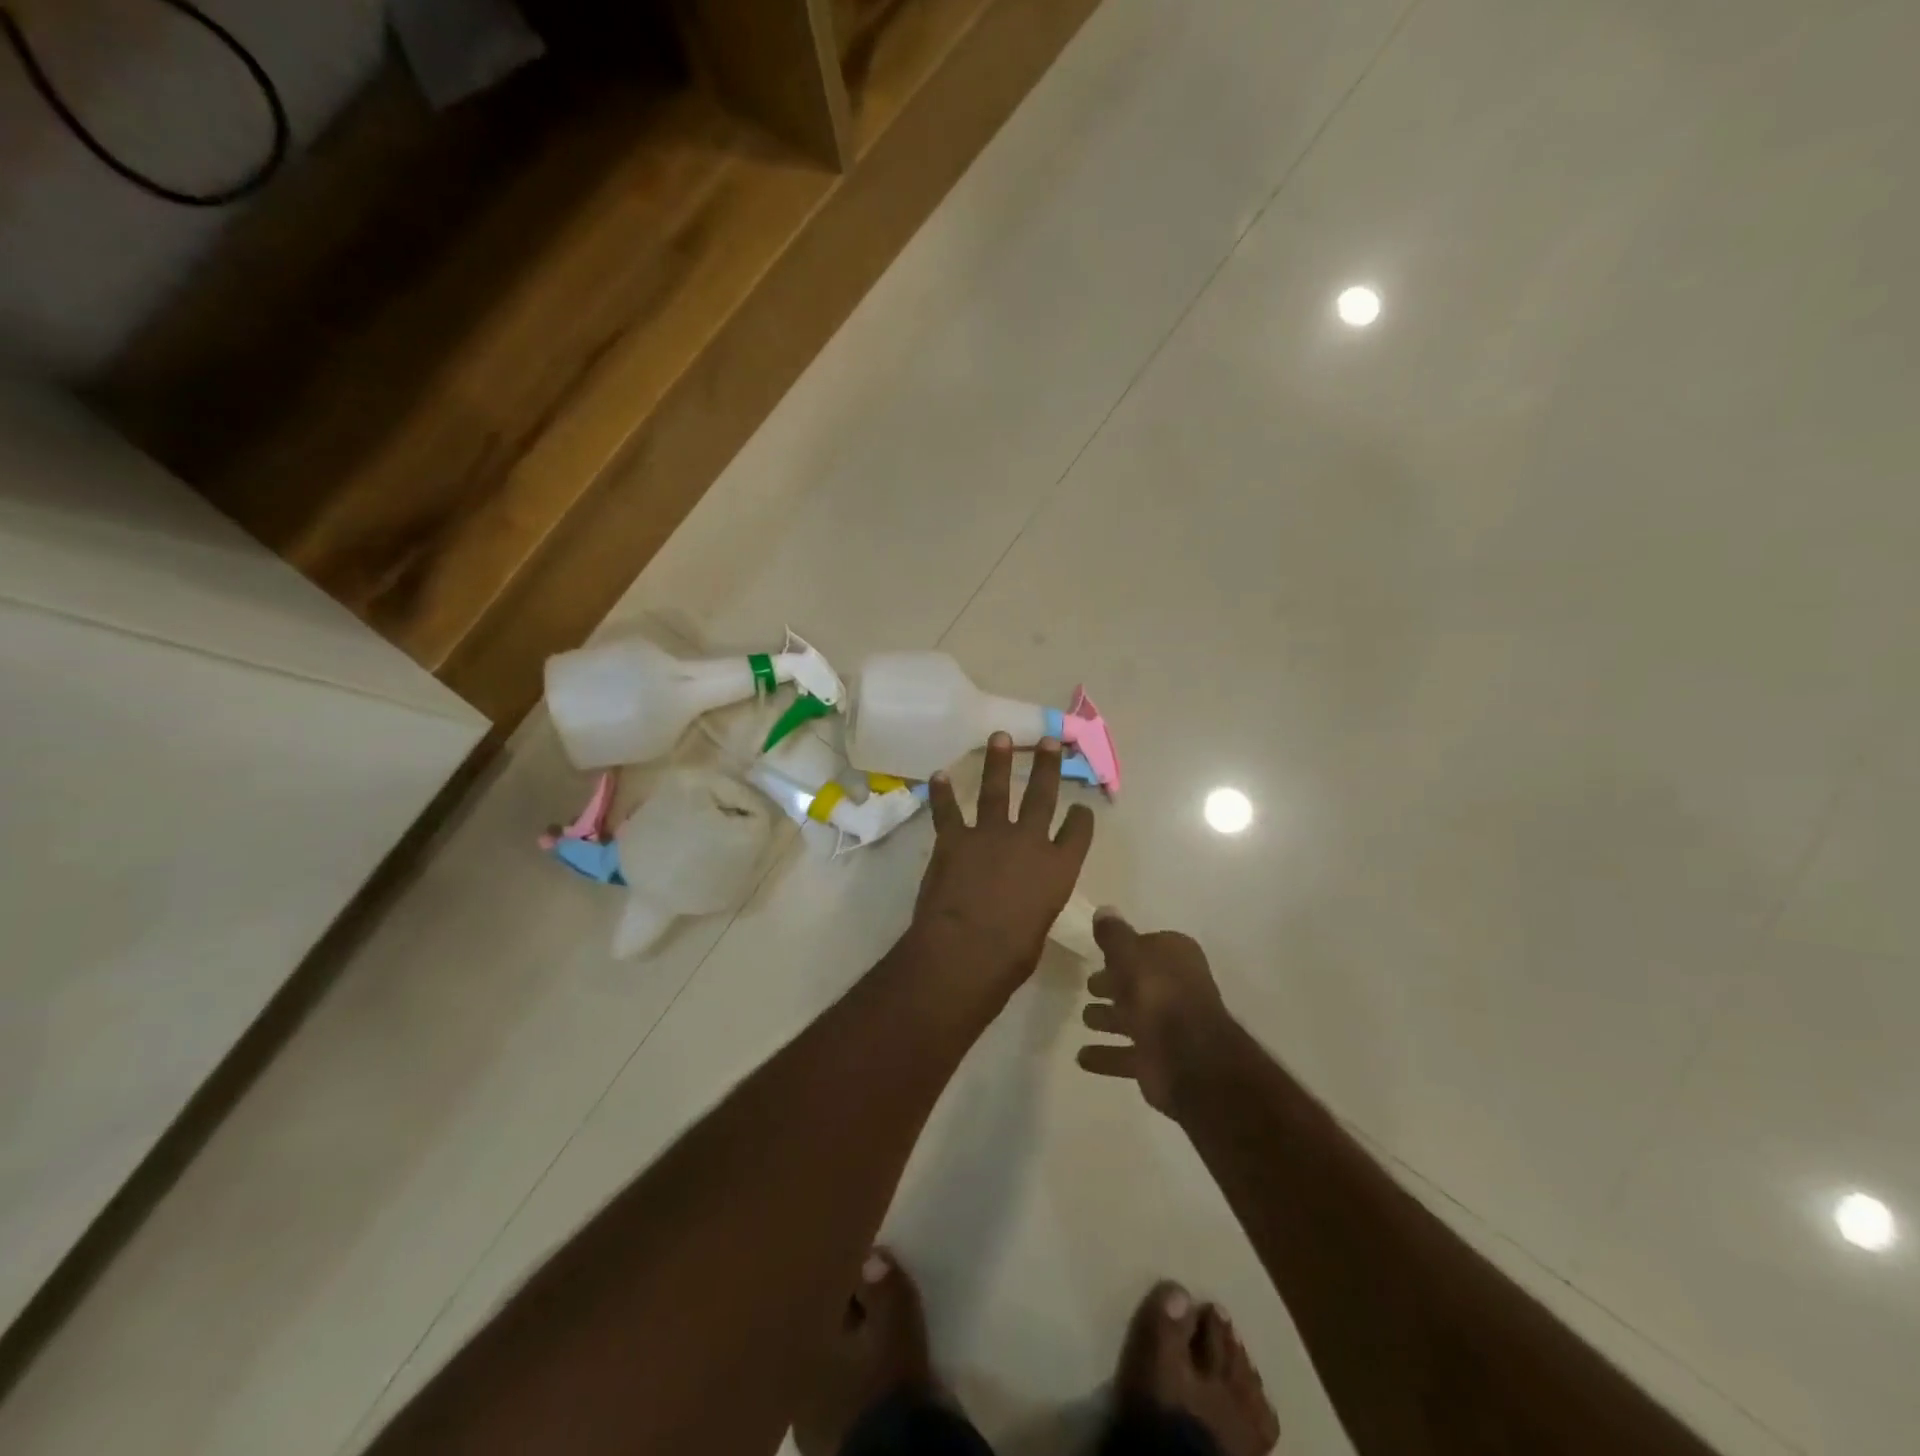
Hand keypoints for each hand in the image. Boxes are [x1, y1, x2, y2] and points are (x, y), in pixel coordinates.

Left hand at [913, 733, 1095, 988]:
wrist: (966, 948)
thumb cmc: (1011, 954)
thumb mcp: (1038, 928)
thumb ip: (1034, 905)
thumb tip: (1023, 904)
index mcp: (1059, 868)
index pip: (1078, 832)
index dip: (1081, 818)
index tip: (1082, 808)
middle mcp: (1029, 841)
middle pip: (1043, 795)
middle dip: (1047, 766)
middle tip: (1049, 740)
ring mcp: (990, 835)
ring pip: (997, 790)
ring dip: (998, 762)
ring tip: (1000, 737)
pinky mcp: (954, 839)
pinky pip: (947, 810)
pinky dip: (942, 793)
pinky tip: (938, 775)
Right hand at [1077, 911, 1234, 1115]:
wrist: (1188, 1058)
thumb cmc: (1158, 993)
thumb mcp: (1129, 953)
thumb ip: (1114, 934)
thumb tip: (1104, 910)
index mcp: (1176, 957)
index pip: (1147, 945)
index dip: (1124, 949)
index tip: (1101, 954)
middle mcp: (1176, 988)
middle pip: (1138, 982)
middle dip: (1114, 985)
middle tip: (1090, 985)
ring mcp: (1168, 1026)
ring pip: (1131, 1018)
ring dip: (1108, 1019)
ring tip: (1084, 1018)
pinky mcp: (1158, 1059)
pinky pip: (1126, 1054)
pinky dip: (1106, 1055)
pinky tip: (1082, 1057)